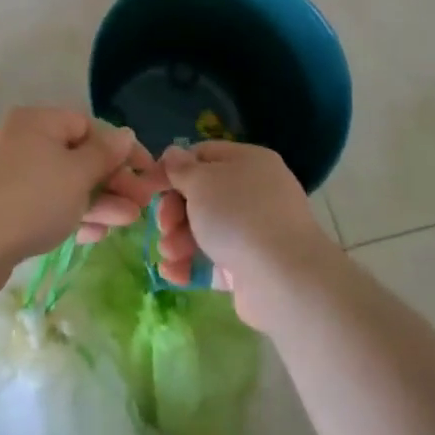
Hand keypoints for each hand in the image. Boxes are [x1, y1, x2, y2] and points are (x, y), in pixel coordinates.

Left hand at [0, 108, 162, 276]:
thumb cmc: (30, 199)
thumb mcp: (77, 174)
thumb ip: (105, 154)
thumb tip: (124, 134)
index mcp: (37, 121)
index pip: (88, 126)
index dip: (122, 150)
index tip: (147, 175)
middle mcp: (19, 140)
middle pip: (75, 156)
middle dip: (112, 182)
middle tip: (140, 207)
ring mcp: (4, 174)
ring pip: (60, 183)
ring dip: (95, 202)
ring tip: (125, 224)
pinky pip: (40, 203)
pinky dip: (67, 214)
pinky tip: (90, 236)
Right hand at [155, 142, 339, 327]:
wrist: (283, 279)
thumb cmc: (238, 216)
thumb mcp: (201, 182)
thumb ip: (181, 168)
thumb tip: (173, 155)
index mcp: (249, 162)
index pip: (204, 155)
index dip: (174, 168)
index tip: (151, 187)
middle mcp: (256, 192)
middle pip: (202, 195)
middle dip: (175, 211)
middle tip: (164, 226)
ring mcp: (256, 231)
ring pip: (206, 229)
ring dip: (179, 240)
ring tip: (170, 254)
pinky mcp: (252, 267)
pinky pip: (215, 260)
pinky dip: (192, 265)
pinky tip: (172, 274)